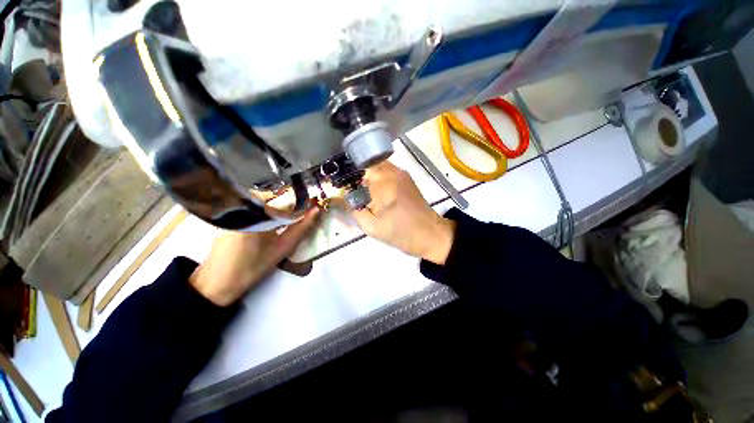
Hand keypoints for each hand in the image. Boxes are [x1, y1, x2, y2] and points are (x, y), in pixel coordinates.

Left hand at [189, 207, 320, 305]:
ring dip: (283, 205)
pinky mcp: (231, 213)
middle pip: (276, 195)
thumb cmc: (250, 267)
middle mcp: (243, 205)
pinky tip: (277, 219)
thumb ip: (302, 229)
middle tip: (308, 210)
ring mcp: (235, 208)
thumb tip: (317, 211)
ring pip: (267, 199)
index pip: (286, 198)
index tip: (315, 205)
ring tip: (295, 215)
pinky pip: (257, 204)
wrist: (217, 282)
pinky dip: (271, 209)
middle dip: (294, 202)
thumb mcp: (282, 249)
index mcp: (255, 213)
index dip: (303, 201)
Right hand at [351, 162, 454, 264]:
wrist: (430, 234)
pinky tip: (373, 191)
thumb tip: (341, 198)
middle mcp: (393, 172)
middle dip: (355, 174)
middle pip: (367, 163)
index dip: (346, 175)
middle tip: (348, 189)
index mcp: (384, 183)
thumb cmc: (401, 233)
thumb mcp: (372, 227)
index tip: (338, 185)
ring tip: (359, 191)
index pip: (358, 167)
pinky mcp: (406, 178)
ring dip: (366, 176)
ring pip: (376, 166)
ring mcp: (401, 173)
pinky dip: (376, 177)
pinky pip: (386, 171)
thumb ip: (353, 210)